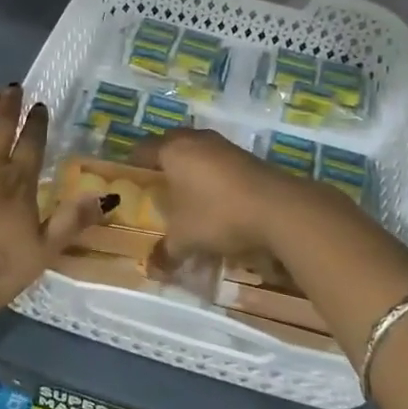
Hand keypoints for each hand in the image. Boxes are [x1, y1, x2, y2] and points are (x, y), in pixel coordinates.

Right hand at [132, 128, 319, 262]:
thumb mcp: (185, 239)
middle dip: (163, 163)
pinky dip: (213, 176)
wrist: (278, 208)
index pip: (143, 149)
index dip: (134, 163)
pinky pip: (219, 162)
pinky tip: (215, 200)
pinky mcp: (247, 157)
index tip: (129, 178)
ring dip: (191, 168)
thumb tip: (151, 268)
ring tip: (185, 194)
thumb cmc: (218, 215)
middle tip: (156, 185)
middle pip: (171, 145)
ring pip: (198, 152)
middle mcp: (196, 140)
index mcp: (173, 150)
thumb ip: (165, 252)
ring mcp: (224, 146)